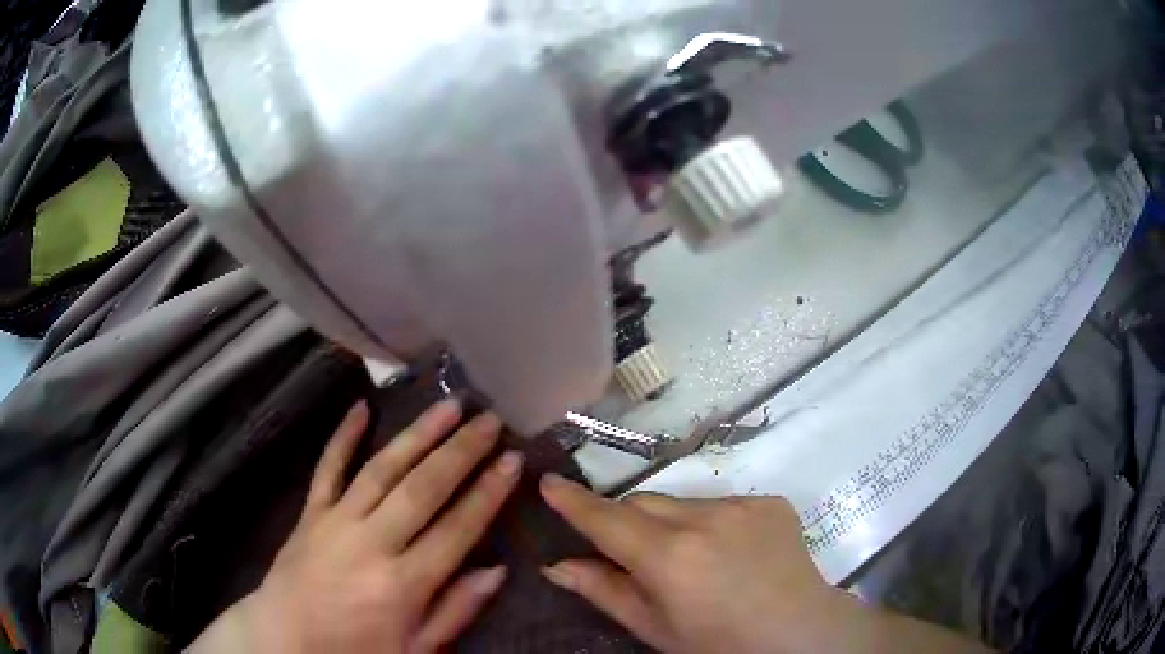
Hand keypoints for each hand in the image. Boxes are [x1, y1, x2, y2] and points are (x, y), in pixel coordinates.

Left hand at [190, 399, 523, 653]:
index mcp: (402, 584)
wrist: (285, 640)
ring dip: (417, 435)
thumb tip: (497, 570)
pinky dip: (343, 436)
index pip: (456, 528)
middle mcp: (371, 544)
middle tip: (490, 420)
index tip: (513, 460)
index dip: (488, 492)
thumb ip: (455, 610)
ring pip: (382, 469)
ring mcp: (336, 522)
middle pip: (422, 489)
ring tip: (448, 406)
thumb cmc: (356, 650)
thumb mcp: (416, 650)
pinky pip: (328, 468)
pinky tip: (361, 406)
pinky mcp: (310, 513)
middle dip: (461, 451)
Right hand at [539, 477, 993, 653]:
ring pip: (683, 502)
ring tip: (694, 561)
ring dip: (673, 523)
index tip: (549, 482)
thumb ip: (605, 591)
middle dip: (628, 521)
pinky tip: (731, 554)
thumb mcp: (656, 628)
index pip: (607, 519)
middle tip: (634, 554)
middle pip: (643, 502)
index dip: (574, 502)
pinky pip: (722, 503)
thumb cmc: (719, 644)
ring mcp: (741, 504)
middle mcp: (703, 519)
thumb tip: (558, 565)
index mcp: (669, 557)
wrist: (800, 633)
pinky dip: (712, 523)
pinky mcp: (769, 500)